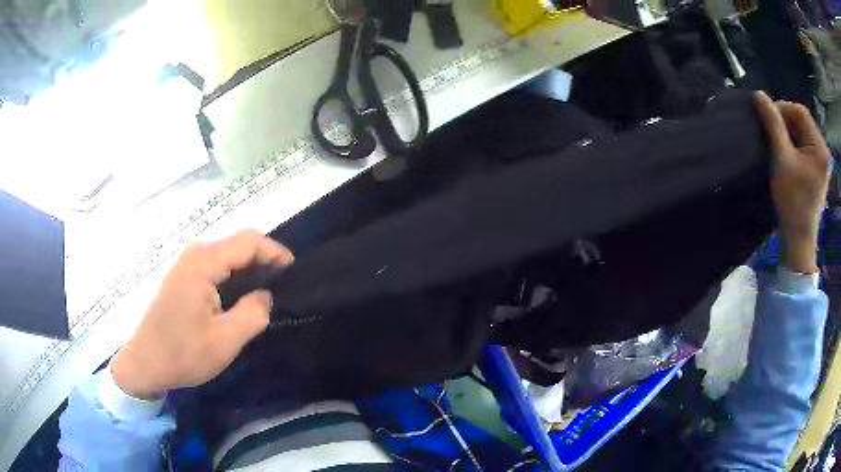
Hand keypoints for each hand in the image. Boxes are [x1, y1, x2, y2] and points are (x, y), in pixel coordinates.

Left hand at [111, 230, 293, 399]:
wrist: (145, 362)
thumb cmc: (184, 353)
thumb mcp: (225, 341)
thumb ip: (253, 314)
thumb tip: (265, 295)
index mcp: (203, 264)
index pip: (247, 241)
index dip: (274, 251)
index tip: (293, 271)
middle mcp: (194, 254)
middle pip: (236, 242)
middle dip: (262, 258)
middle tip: (281, 284)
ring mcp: (185, 264)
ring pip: (225, 252)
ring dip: (247, 266)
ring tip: (265, 290)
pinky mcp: (181, 276)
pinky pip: (213, 263)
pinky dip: (232, 273)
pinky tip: (238, 294)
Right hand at [754, 91, 830, 273]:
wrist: (798, 240)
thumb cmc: (793, 202)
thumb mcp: (782, 160)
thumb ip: (773, 125)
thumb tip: (759, 95)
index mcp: (820, 148)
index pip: (800, 112)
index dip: (783, 108)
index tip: (767, 119)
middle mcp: (823, 150)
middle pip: (802, 121)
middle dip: (785, 121)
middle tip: (770, 133)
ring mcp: (820, 161)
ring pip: (802, 132)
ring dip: (787, 133)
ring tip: (776, 145)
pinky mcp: (816, 169)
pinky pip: (803, 145)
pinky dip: (792, 144)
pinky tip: (785, 154)